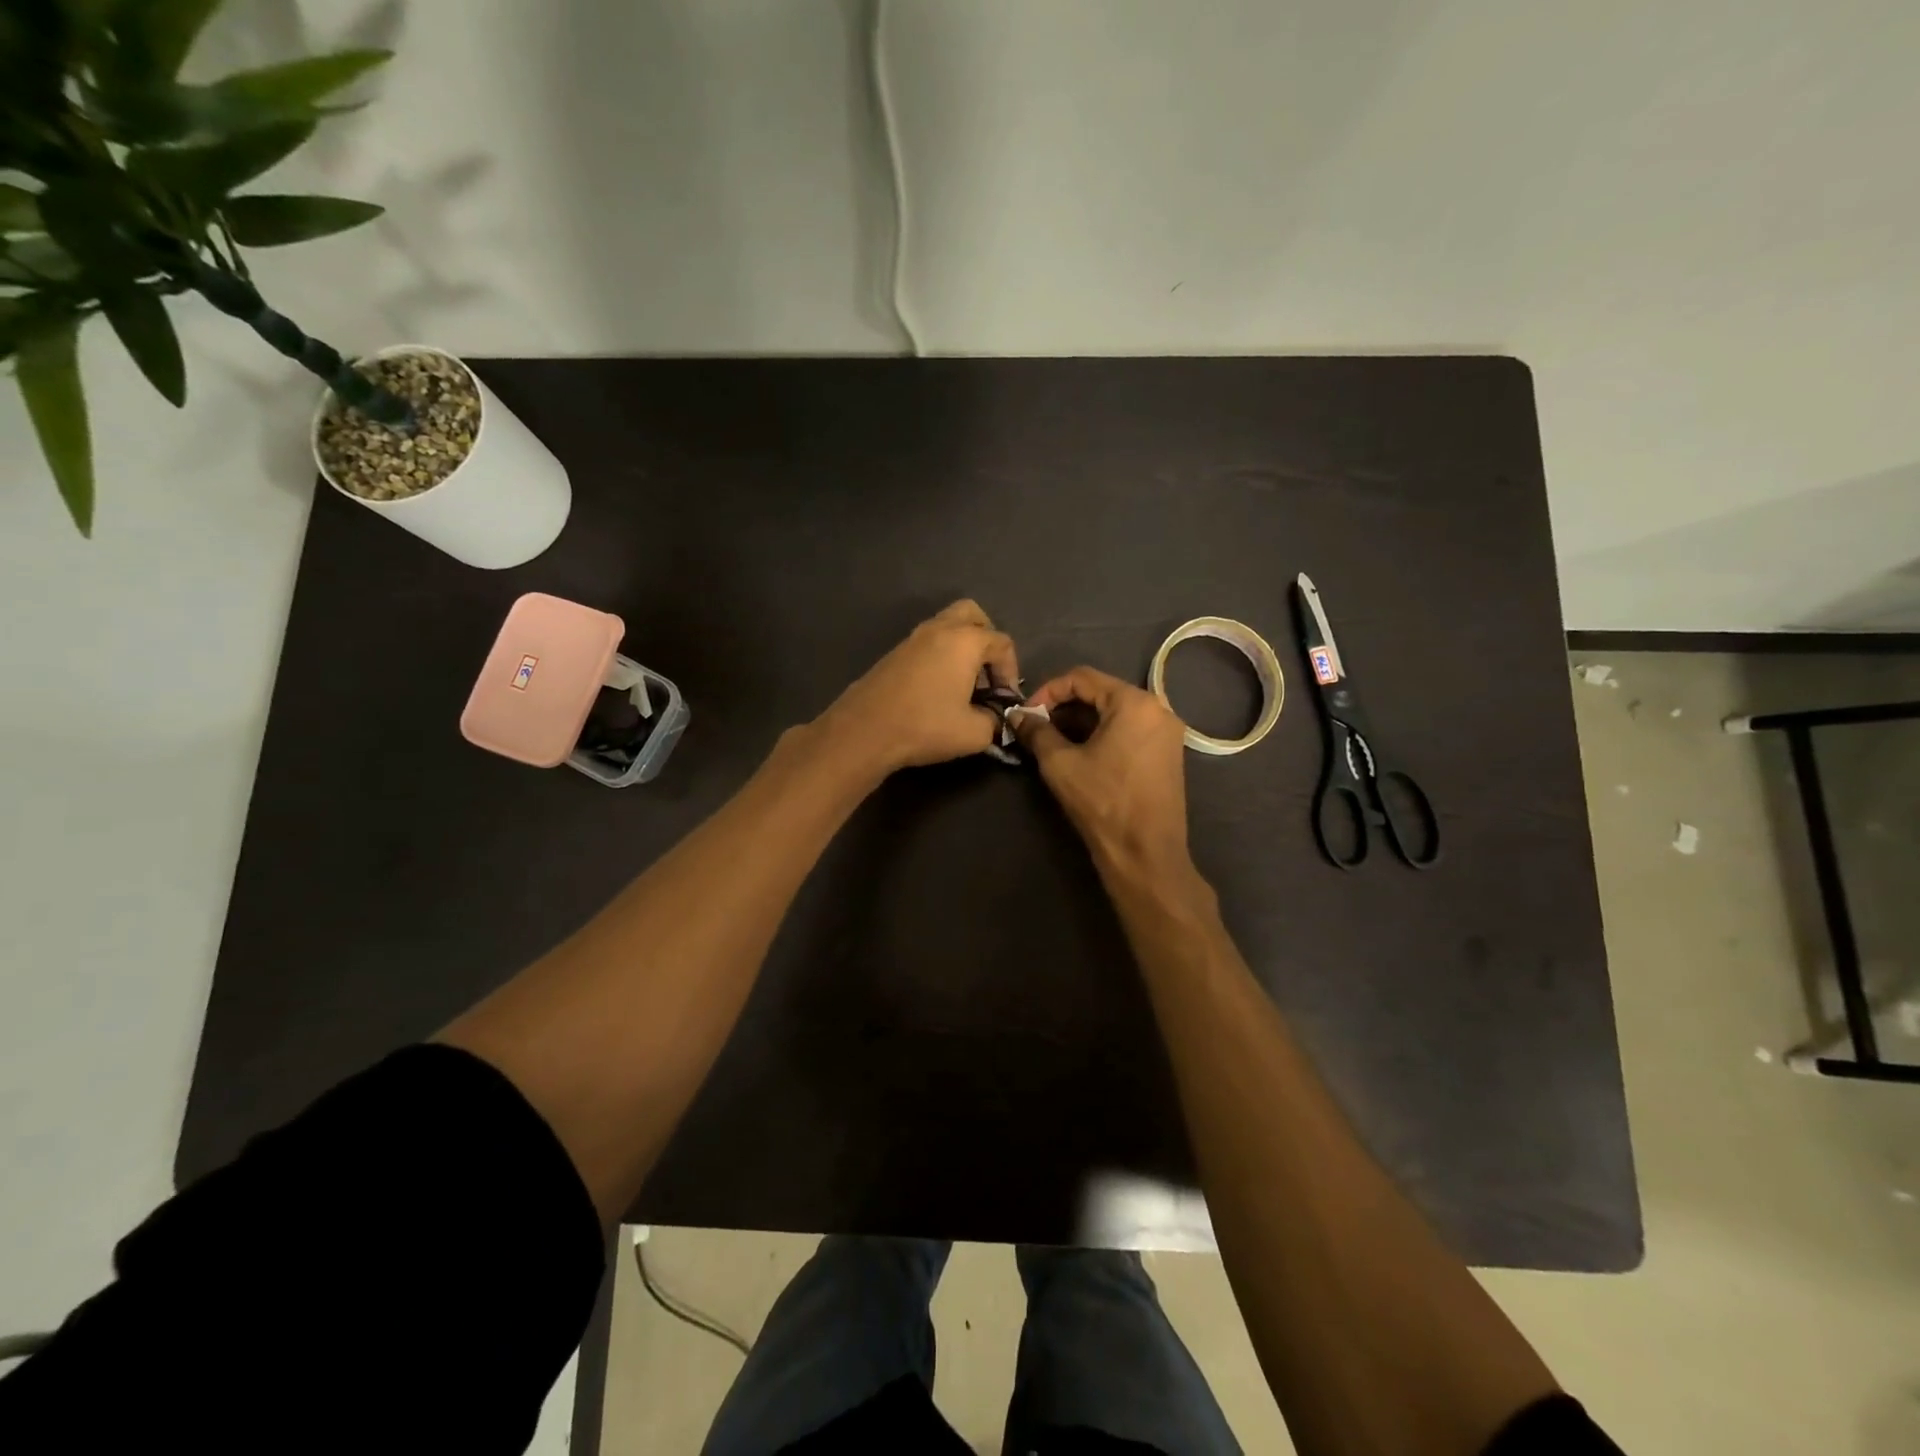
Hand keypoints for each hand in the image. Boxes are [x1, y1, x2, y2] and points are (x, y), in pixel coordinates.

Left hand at [818, 600, 1019, 775]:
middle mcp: (939, 629)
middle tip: (986, 673)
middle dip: (986, 640)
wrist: (864, 731)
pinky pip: (927, 643)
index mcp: (965, 641)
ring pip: (947, 627)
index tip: (1004, 700)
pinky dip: (940, 657)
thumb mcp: (974, 733)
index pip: (1002, 643)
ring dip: (962, 648)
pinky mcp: (894, 654)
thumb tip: (992, 719)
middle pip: (972, 615)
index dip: (1011, 671)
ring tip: (963, 685)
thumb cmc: (925, 726)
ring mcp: (912, 638)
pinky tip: (937, 690)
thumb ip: (993, 721)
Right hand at [1016, 666, 1192, 877]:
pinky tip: (1082, 755)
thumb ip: (1037, 732)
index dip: (1048, 691)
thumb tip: (1017, 716)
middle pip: (1102, 693)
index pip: (1082, 678)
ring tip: (1054, 743)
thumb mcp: (1060, 764)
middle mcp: (1158, 709)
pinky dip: (1103, 735)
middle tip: (1037, 729)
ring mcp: (1167, 733)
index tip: (1026, 713)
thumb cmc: (1103, 802)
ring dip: (1082, 722)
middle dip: (1065, 708)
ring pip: (1115, 713)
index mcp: (1135, 702)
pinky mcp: (1169, 755)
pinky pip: (1130, 731)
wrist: (1146, 854)